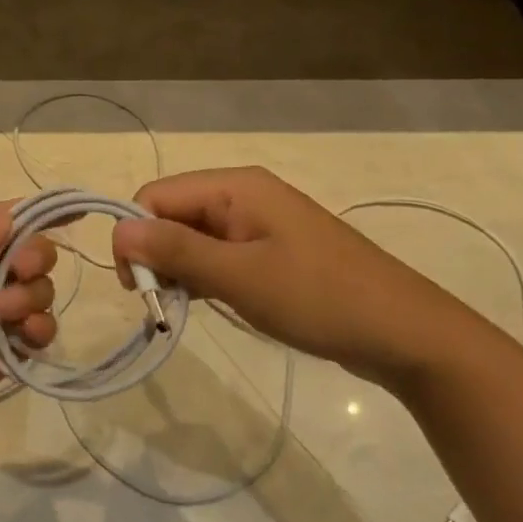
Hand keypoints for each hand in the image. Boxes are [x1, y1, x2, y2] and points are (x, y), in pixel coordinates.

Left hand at [0, 204, 56, 490]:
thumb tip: (10, 212)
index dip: (28, 215)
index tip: (71, 215)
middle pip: (17, 253)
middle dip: (31, 257)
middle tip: (21, 275)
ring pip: (28, 292)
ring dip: (33, 294)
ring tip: (8, 315)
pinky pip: (26, 336)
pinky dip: (39, 331)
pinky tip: (30, 336)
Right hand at [111, 167, 463, 387]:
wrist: (406, 334)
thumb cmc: (319, 298)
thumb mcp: (240, 276)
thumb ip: (176, 251)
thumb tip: (116, 231)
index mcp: (234, 187)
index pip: (155, 196)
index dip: (137, 238)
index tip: (140, 290)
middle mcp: (242, 195)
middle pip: (172, 214)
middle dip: (157, 256)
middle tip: (162, 306)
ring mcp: (259, 223)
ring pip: (193, 237)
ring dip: (179, 271)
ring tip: (186, 310)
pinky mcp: (271, 250)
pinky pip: (219, 254)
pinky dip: (205, 277)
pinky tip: (211, 304)